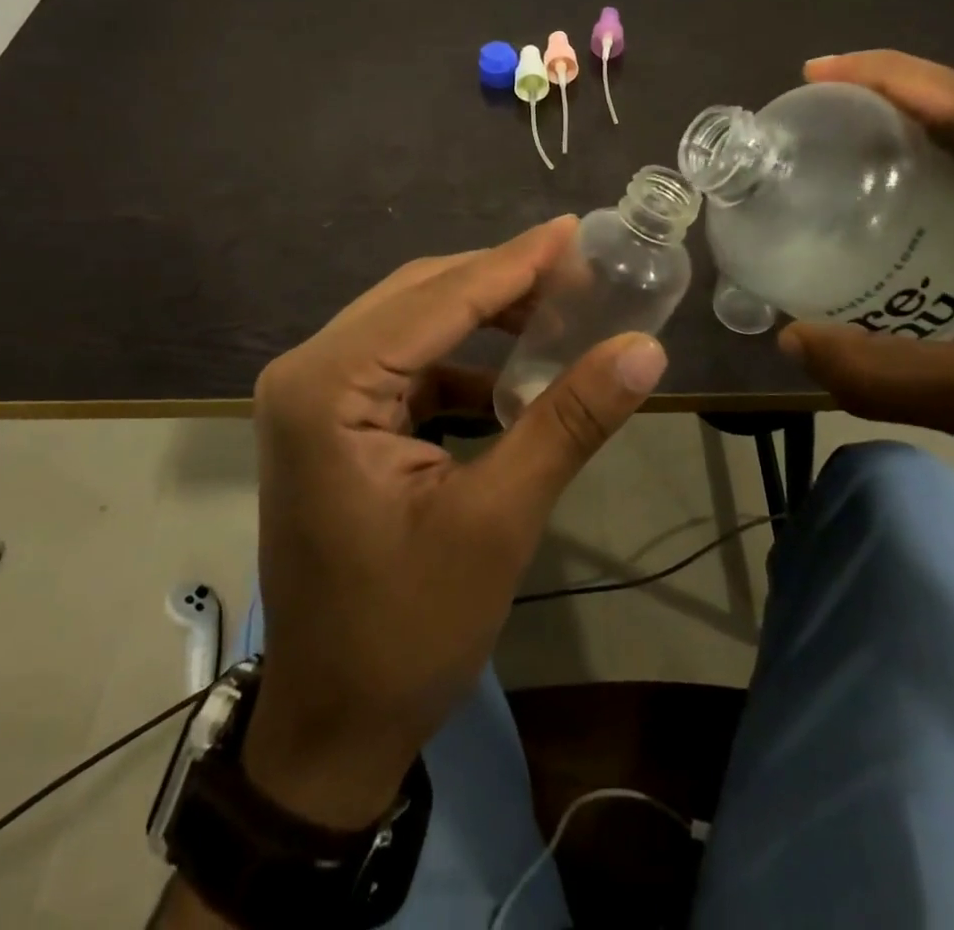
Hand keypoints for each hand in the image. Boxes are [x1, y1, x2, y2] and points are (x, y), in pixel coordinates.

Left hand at [242, 218, 666, 829]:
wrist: (333, 723)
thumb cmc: (406, 631)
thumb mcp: (497, 521)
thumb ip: (567, 423)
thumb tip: (645, 350)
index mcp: (326, 387)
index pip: (436, 299)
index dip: (513, 263)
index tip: (575, 230)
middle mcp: (308, 372)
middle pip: (418, 298)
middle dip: (499, 282)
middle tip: (578, 270)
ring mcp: (314, 396)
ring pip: (411, 325)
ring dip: (482, 317)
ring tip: (557, 311)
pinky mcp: (332, 420)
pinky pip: (404, 365)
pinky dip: (460, 361)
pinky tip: (512, 375)